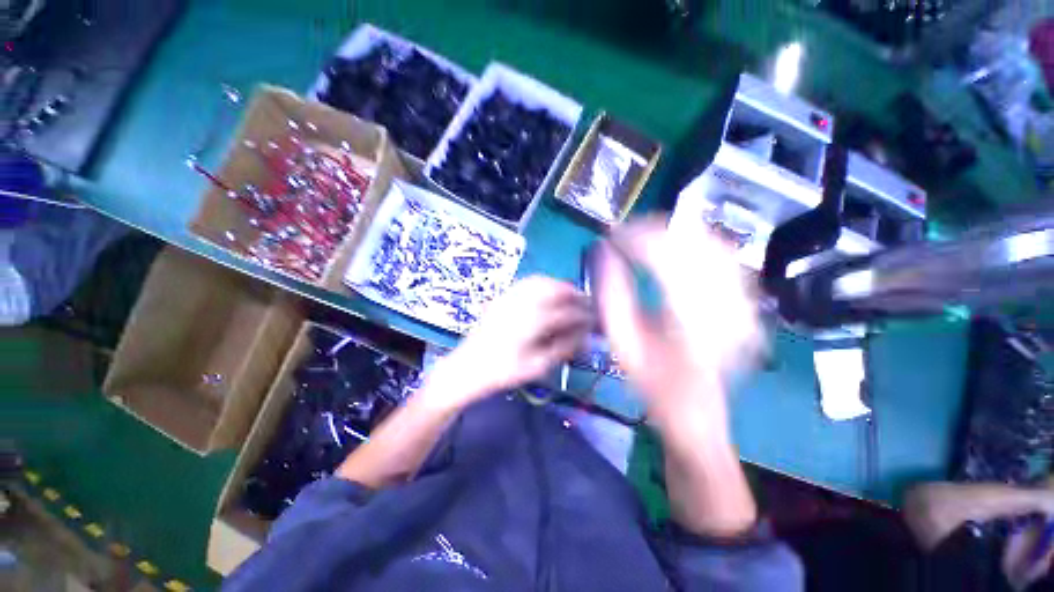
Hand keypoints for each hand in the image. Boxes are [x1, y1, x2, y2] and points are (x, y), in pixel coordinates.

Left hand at [428, 276, 589, 407]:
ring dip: (559, 285)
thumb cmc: (503, 372)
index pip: (566, 313)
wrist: (467, 367)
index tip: (593, 319)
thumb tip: (584, 336)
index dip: (583, 315)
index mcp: (531, 324)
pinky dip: (542, 282)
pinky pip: (526, 282)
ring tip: (570, 295)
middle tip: (586, 302)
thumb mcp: (536, 367)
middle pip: (554, 288)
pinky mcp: (501, 297)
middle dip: (574, 293)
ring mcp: (509, 297)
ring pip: (540, 281)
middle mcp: (521, 304)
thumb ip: (563, 348)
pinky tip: (547, 291)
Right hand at [596, 218, 762, 429]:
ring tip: (645, 237)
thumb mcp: (622, 344)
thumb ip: (611, 296)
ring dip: (675, 233)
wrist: (697, 410)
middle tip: (626, 233)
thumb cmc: (654, 383)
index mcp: (693, 320)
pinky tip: (674, 249)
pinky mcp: (747, 303)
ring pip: (713, 244)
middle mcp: (728, 305)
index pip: (667, 256)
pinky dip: (695, 245)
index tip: (613, 235)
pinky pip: (725, 257)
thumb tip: (603, 254)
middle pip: (695, 242)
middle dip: (655, 229)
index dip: (637, 237)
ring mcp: (745, 303)